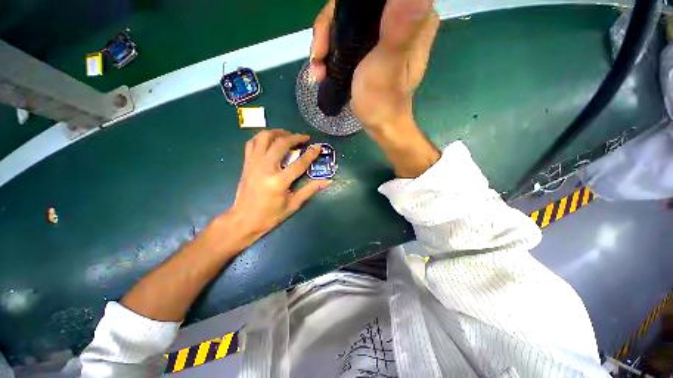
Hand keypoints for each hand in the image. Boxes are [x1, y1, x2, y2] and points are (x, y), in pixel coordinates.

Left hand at [226, 130, 330, 247]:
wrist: (244, 220)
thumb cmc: (271, 215)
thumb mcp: (293, 204)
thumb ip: (310, 189)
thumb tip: (327, 181)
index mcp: (279, 181)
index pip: (299, 163)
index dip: (311, 153)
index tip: (318, 146)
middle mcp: (265, 168)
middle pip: (281, 144)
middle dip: (295, 137)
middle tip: (304, 138)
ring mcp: (253, 163)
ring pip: (264, 137)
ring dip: (277, 132)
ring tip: (288, 135)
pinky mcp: (246, 163)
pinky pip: (252, 143)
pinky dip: (262, 137)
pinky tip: (270, 140)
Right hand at [310, 0, 439, 129]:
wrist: (379, 125)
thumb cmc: (383, 102)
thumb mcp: (387, 66)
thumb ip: (399, 29)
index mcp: (413, 17)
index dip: (344, 7)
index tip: (328, 34)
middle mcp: (399, 17)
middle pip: (354, 6)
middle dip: (328, 29)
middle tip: (317, 56)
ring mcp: (382, 32)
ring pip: (345, 20)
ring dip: (324, 43)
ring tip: (317, 70)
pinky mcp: (369, 46)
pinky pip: (344, 36)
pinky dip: (329, 51)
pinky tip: (321, 69)